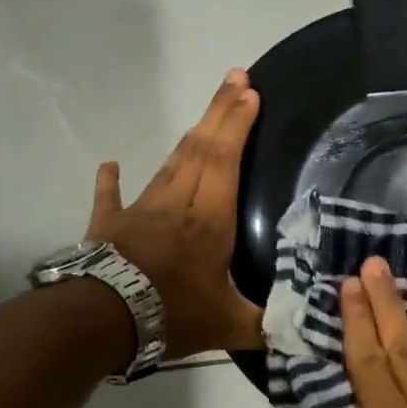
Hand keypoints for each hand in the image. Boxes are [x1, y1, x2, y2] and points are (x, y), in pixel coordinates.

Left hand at [86, 69, 264, 360]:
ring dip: (189, 137)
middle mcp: (178, 203)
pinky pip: (110, 196)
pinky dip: (110, 179)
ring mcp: (140, 209)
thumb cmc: (171, 314)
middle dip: (221, 111)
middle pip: (202, 148)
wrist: (103, 320)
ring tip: (205, 117)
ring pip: (169, 164)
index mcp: (210, 219)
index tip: (251, 93)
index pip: (226, 160)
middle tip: (236, 78)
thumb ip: (265, 324)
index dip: (238, 125)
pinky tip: (110, 163)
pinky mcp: (109, 224)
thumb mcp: (228, 326)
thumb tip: (303, 330)